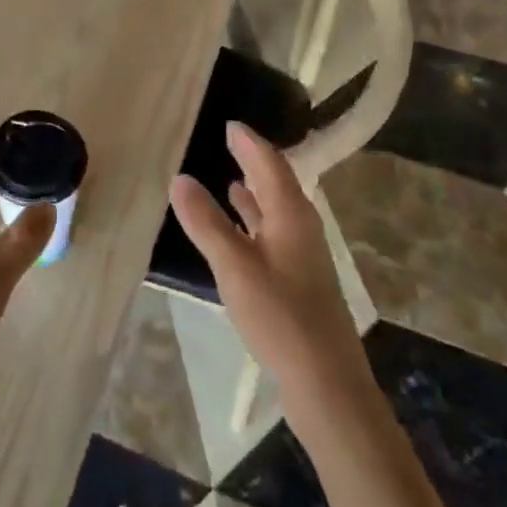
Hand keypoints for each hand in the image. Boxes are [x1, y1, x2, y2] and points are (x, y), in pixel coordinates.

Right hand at [170, 123, 364, 393]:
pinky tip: (242, 229)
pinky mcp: (299, 280)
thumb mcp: (234, 266)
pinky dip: (255, 221)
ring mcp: (303, 255)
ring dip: (255, 192)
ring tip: (231, 178)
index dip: (249, 142)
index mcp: (290, 213)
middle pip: (277, 182)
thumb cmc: (280, 316)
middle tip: (230, 142)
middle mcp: (301, 226)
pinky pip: (273, 232)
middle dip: (253, 161)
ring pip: (276, 210)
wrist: (327, 383)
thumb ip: (206, 222)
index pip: (269, 163)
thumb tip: (179, 178)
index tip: (231, 123)